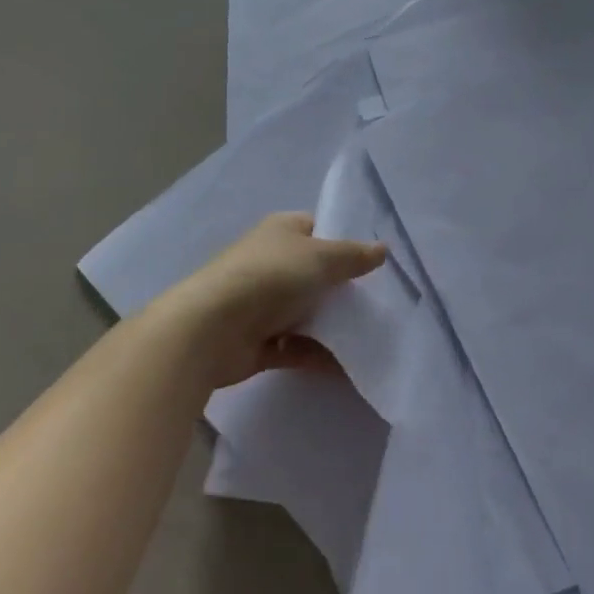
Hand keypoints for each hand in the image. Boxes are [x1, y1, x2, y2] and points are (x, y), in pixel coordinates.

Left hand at [146, 212, 385, 390]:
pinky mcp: (258, 342)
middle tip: (379, 300)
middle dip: (343, 287)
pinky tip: (348, 365)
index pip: (318, 228)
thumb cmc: (270, 278)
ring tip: (371, 335)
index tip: (373, 261)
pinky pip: (296, 346)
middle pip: (315, 273)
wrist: (210, 331)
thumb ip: (355, 256)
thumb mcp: (322, 257)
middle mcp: (270, 263)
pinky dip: (318, 354)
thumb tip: (384, 250)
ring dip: (332, 325)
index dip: (344, 241)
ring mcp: (262, 304)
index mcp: (281, 231)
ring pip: (307, 311)